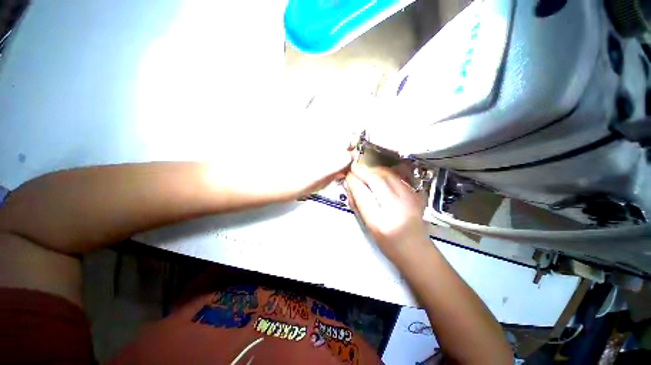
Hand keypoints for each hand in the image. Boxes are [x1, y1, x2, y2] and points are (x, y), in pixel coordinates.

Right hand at [344, 164, 428, 261]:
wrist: (416, 250)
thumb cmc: (388, 244)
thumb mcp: (367, 227)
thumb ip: (356, 205)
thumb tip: (349, 185)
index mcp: (380, 222)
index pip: (362, 193)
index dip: (353, 181)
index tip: (347, 175)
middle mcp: (396, 208)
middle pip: (377, 180)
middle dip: (362, 171)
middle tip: (354, 168)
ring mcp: (410, 200)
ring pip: (388, 175)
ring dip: (373, 170)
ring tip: (365, 170)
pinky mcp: (416, 195)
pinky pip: (398, 177)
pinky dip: (385, 173)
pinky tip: (378, 174)